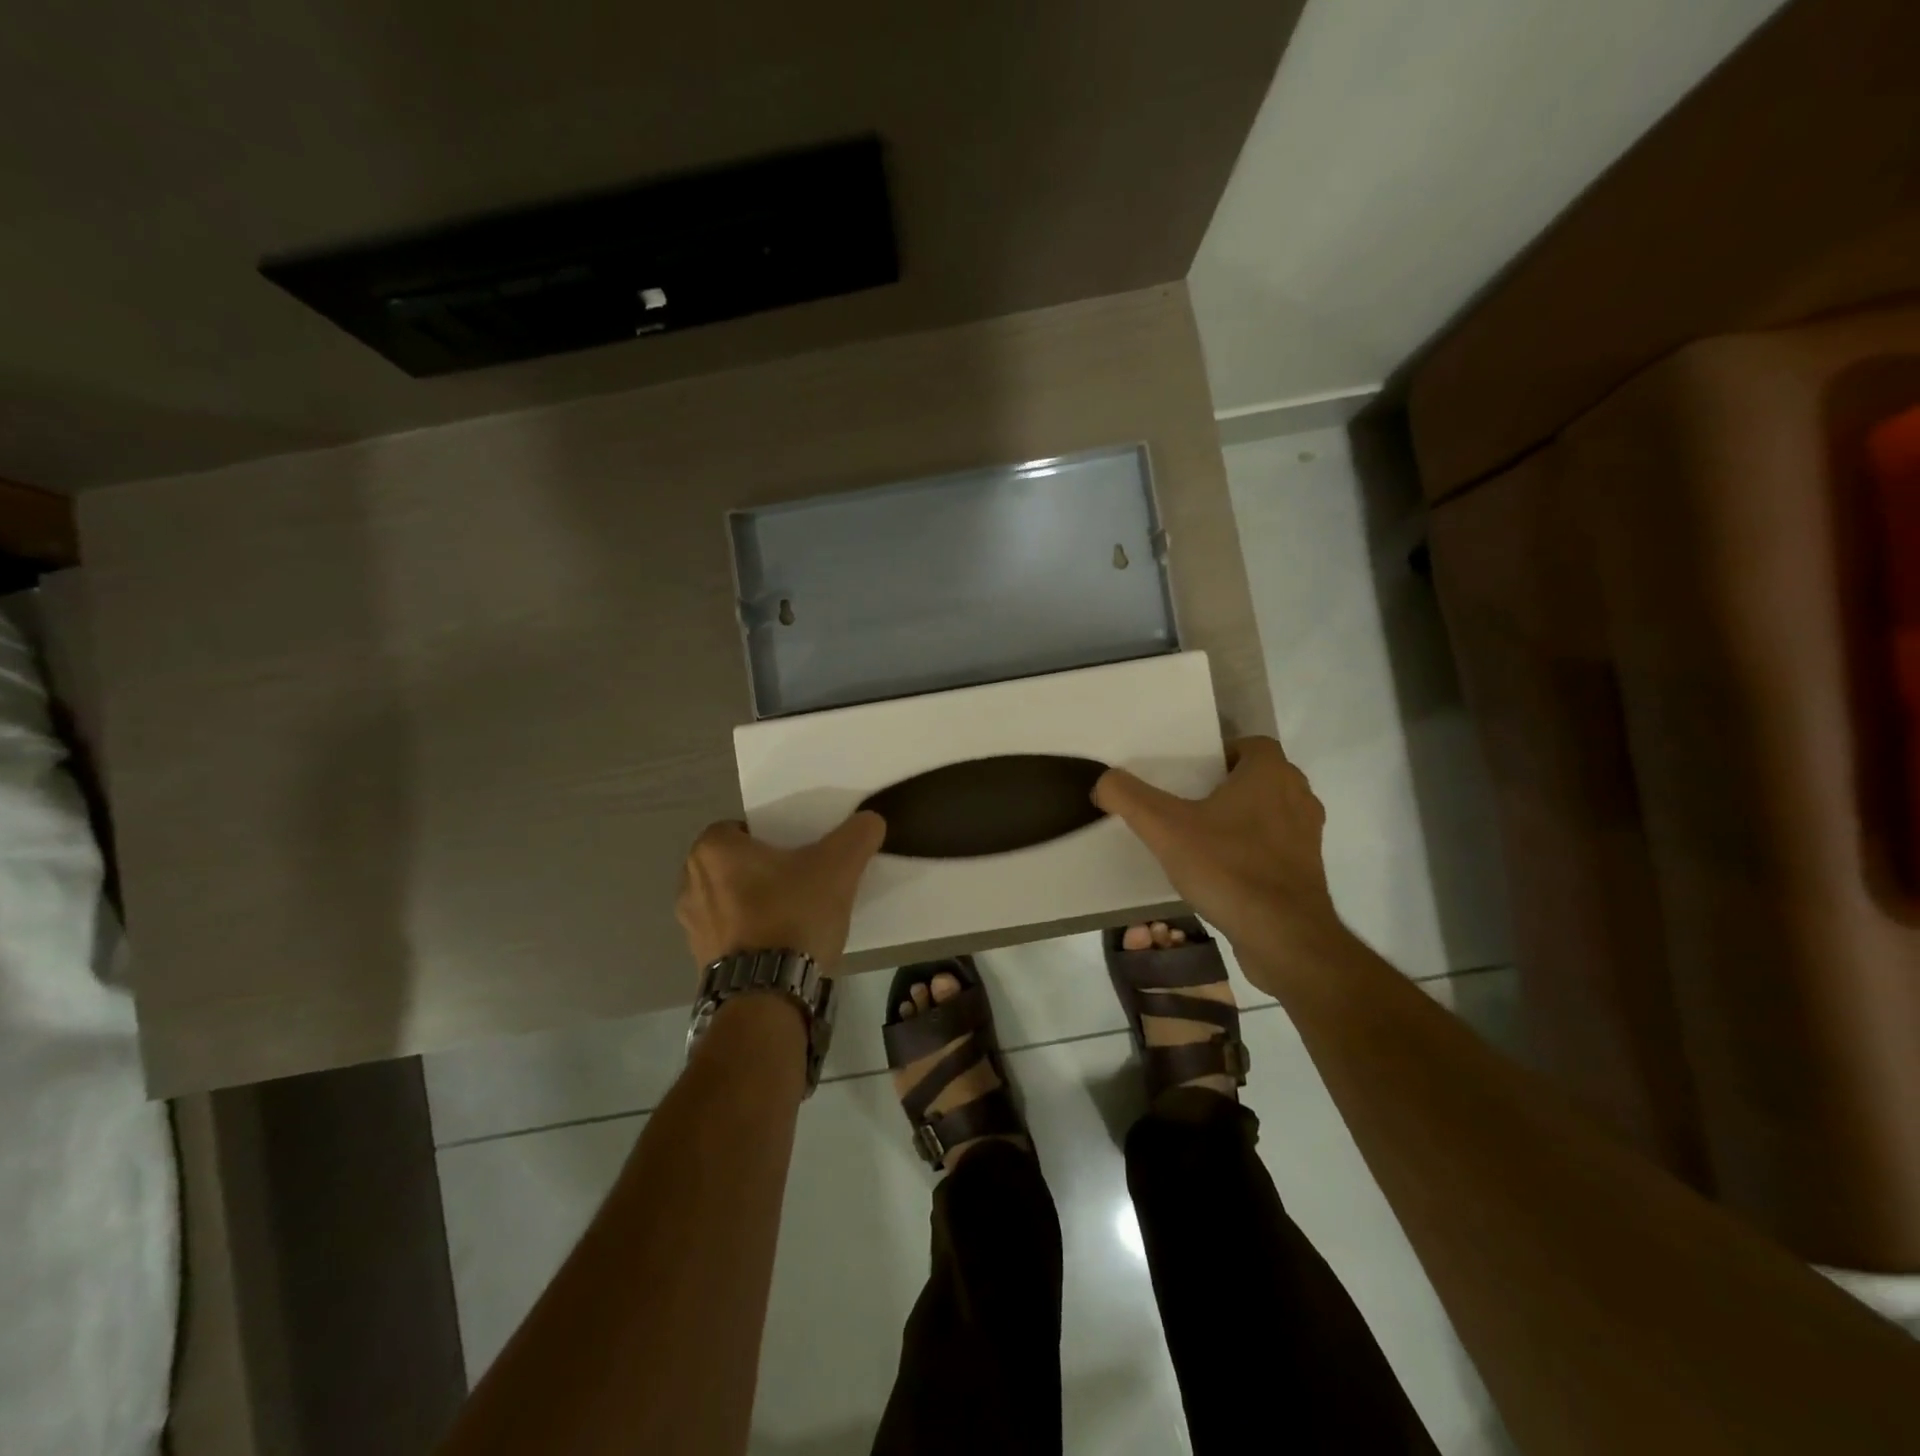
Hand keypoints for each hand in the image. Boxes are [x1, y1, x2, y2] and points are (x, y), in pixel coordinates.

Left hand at [675, 812, 885, 973]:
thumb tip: (871, 820)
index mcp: (712, 850)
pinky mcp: (701, 960)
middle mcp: (690, 883)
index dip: (772, 834)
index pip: (742, 827)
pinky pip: (731, 933)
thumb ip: (857, 835)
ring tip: (794, 912)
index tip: (799, 848)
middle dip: (764, 868)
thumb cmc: (793, 916)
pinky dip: (752, 933)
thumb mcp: (838, 867)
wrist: (769, 996)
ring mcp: (691, 925)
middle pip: (736, 863)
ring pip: (732, 899)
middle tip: (802, 876)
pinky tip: (782, 942)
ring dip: (756, 902)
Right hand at [1093, 737, 1345, 982]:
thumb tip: (1103, 780)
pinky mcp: (1307, 871)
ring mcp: (1307, 836)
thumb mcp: (1164, 829)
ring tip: (1198, 837)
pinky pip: (1274, 847)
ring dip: (1238, 819)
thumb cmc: (1229, 868)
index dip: (1218, 754)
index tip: (1186, 774)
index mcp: (1271, 773)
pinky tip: (1219, 871)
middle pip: (1257, 778)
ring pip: (1267, 813)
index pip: (1249, 745)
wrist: (1285, 938)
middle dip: (1223, 787)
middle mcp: (1298, 796)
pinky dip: (1250, 851)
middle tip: (1184, 802)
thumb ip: (1128, 797)